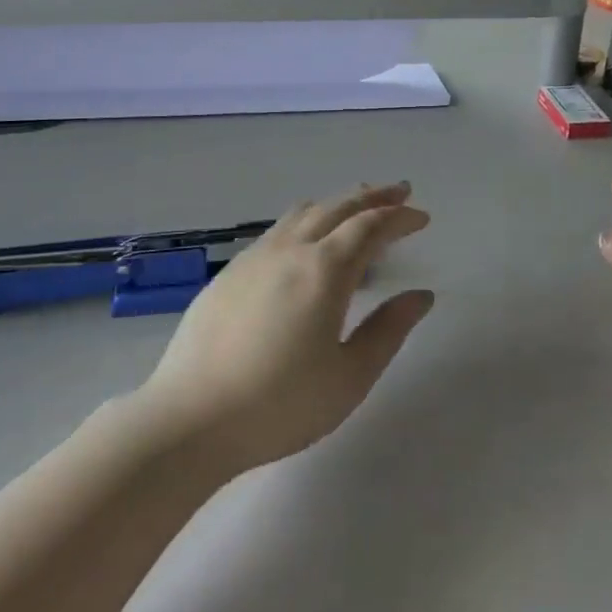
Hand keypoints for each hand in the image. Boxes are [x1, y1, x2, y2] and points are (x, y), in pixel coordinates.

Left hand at [141, 183, 433, 474]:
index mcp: (325, 270)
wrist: (188, 420)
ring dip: (338, 203)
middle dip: (373, 196)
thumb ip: (389, 330)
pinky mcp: (229, 273)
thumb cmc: (279, 405)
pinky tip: (308, 244)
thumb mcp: (350, 377)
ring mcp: (255, 257)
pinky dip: (308, 221)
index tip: (422, 217)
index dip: (400, 217)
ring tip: (357, 208)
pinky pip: (279, 229)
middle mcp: (291, 250)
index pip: (371, 226)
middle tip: (400, 190)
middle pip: (338, 206)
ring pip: (304, 212)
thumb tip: (421, 295)